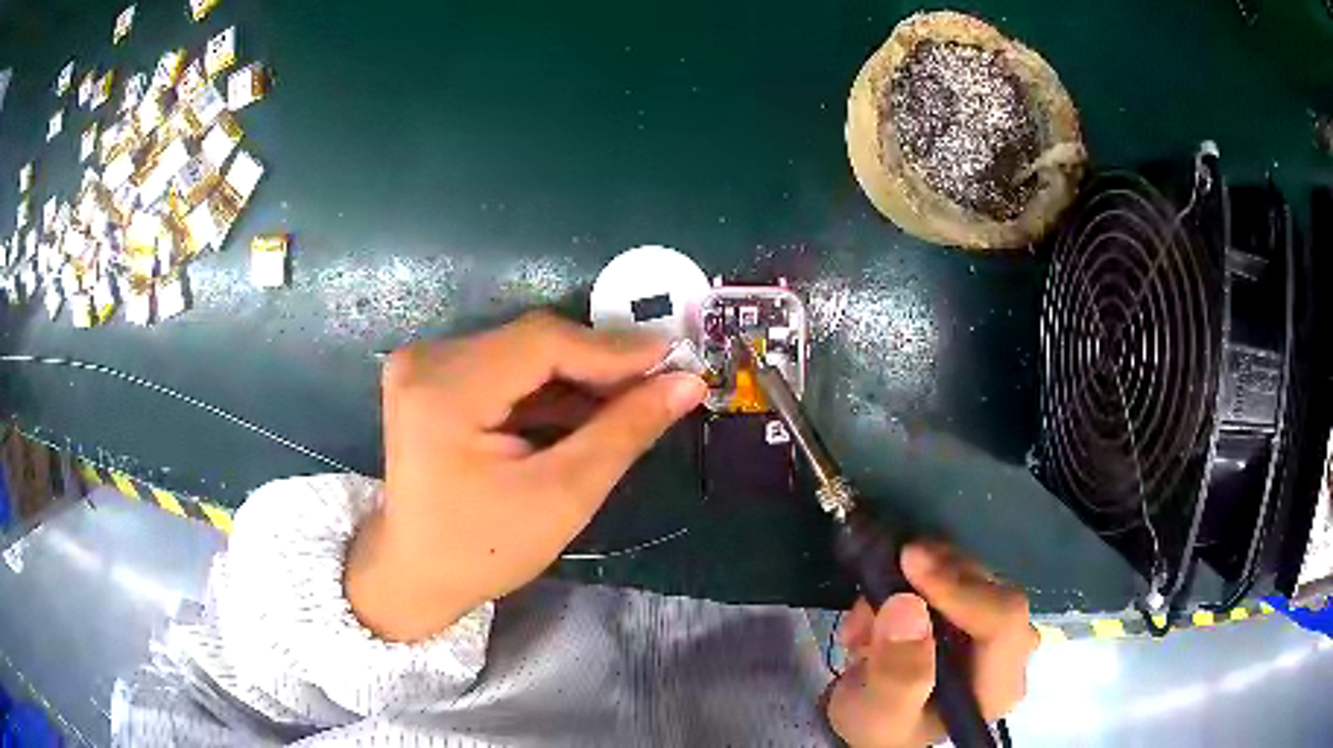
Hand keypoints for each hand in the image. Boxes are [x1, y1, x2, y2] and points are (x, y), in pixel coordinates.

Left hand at [346, 311, 705, 641]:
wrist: (416, 573)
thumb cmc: (484, 550)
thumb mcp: (562, 496)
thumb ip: (624, 432)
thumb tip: (687, 383)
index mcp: (444, 390)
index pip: (541, 342)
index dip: (613, 349)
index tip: (675, 360)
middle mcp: (426, 360)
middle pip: (532, 342)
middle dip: (599, 364)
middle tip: (659, 384)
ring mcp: (423, 365)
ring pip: (522, 352)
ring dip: (577, 376)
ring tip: (631, 401)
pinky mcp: (431, 377)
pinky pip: (503, 368)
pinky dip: (546, 388)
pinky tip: (586, 411)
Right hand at [827, 543, 1037, 747]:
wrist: (874, 719)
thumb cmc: (880, 725)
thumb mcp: (878, 712)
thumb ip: (896, 672)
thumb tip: (908, 605)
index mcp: (998, 686)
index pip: (1003, 620)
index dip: (961, 588)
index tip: (910, 564)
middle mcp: (1012, 653)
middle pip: (991, 591)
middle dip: (931, 583)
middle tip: (876, 589)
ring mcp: (1000, 628)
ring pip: (974, 575)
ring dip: (916, 582)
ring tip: (867, 615)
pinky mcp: (982, 609)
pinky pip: (959, 573)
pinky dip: (917, 579)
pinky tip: (882, 609)